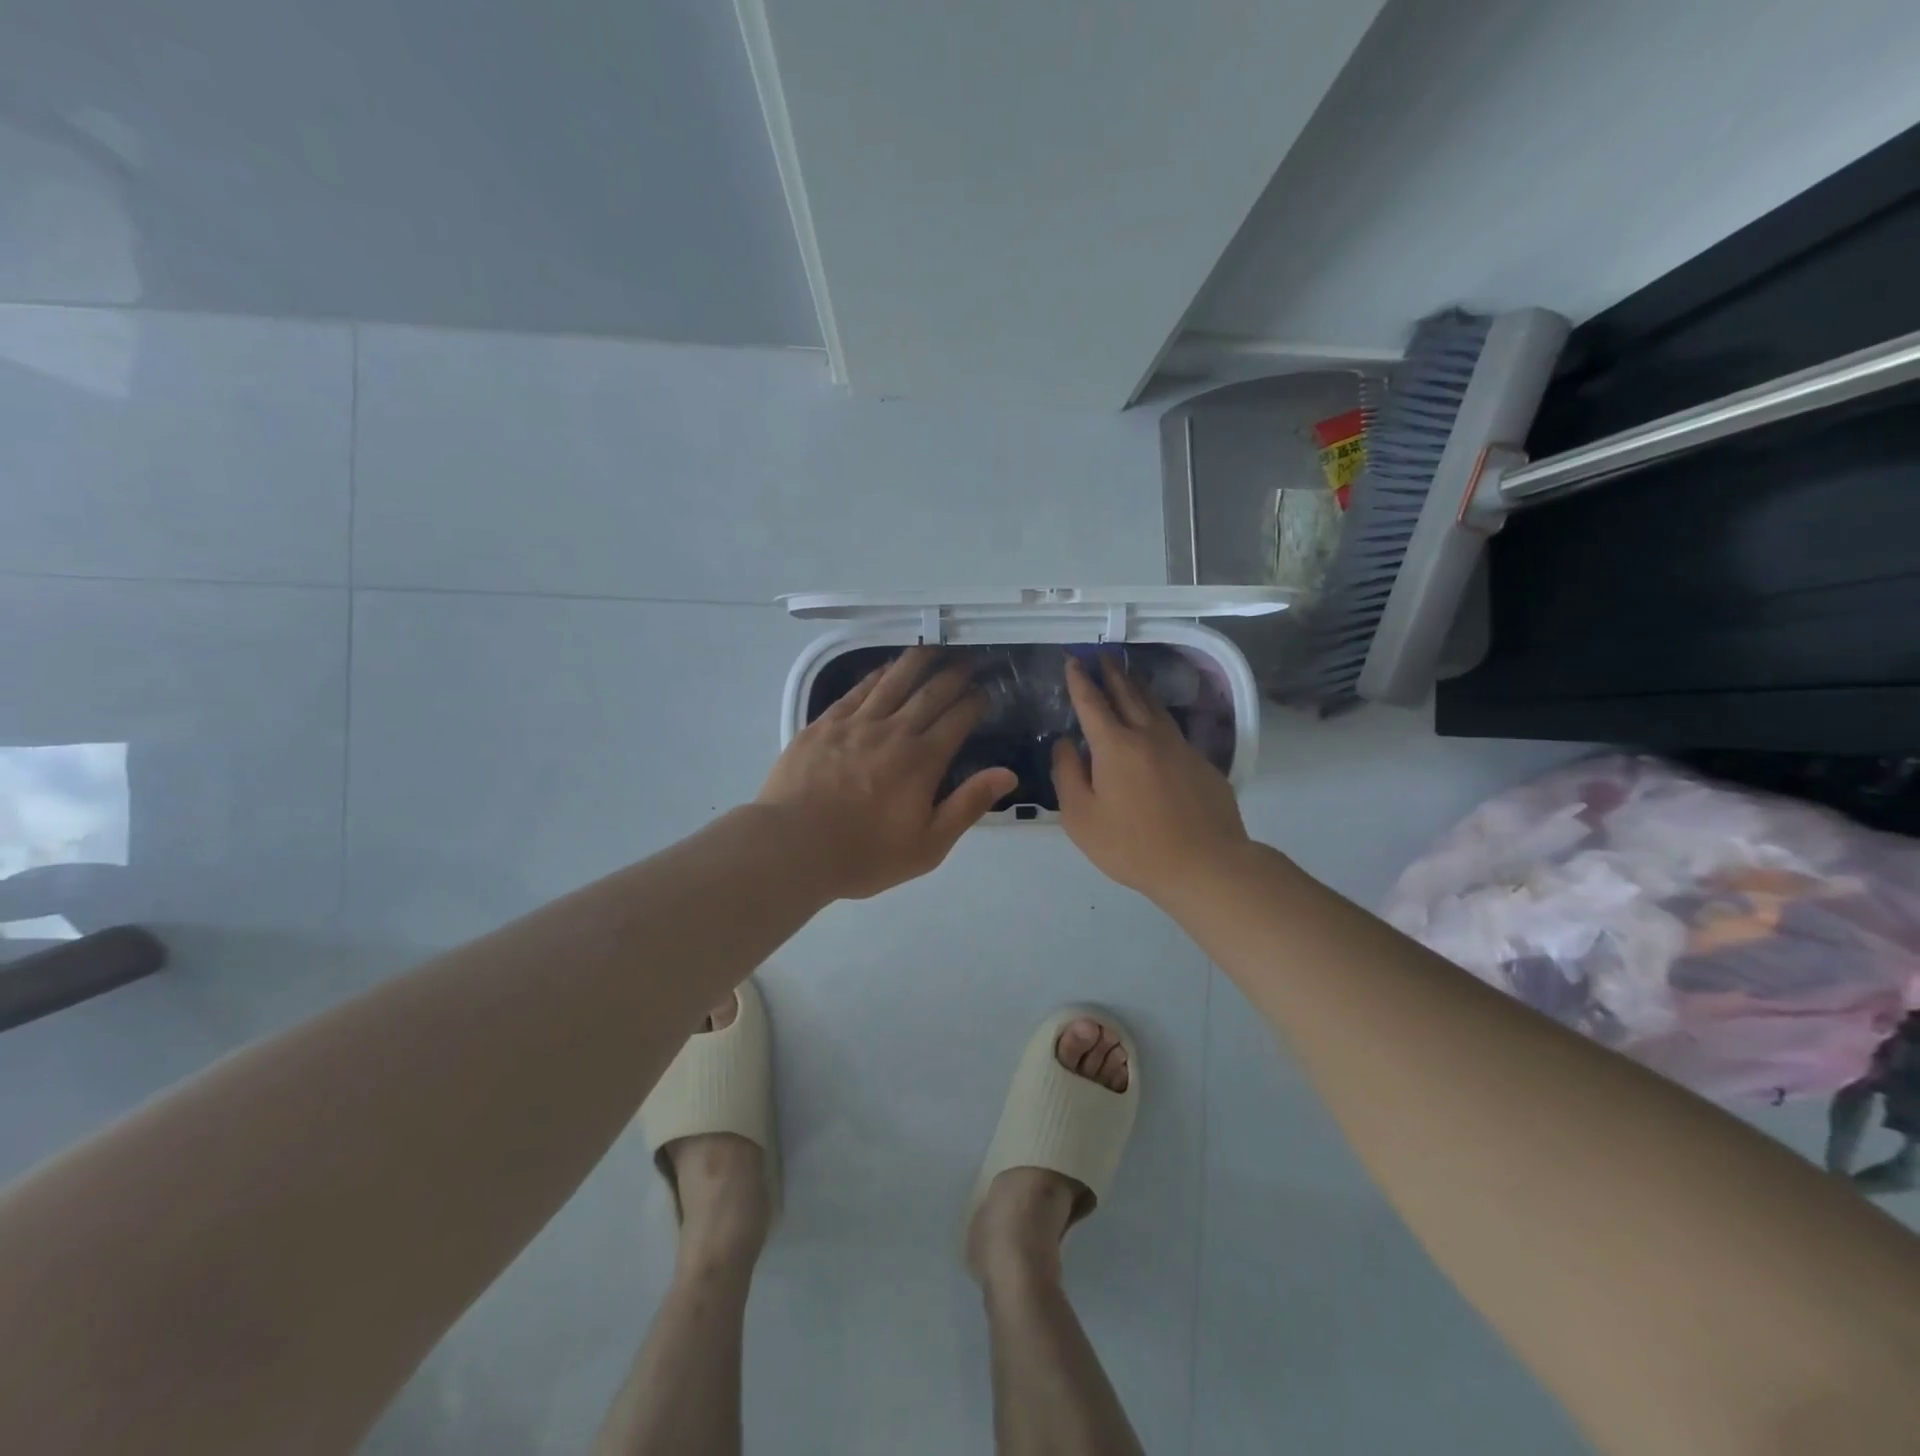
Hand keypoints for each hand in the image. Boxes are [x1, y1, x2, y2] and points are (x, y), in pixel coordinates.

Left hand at [758, 647, 1016, 899]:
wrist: (793, 847)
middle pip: (931, 692)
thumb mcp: (928, 845)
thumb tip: (1007, 774)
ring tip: (934, 648)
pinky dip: (877, 675)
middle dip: (954, 674)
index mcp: (922, 761)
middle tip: (968, 661)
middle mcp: (894, 732)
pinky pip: (857, 690)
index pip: (959, 719)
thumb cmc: (864, 855)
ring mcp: (856, 723)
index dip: (976, 701)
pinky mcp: (825, 724)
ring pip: (894, 681)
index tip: (986, 691)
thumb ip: (968, 805)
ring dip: (919, 662)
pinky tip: (886, 669)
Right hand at [1051, 655, 1250, 901]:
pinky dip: (1159, 716)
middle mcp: (1148, 736)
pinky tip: (1158, 723)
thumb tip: (1065, 742)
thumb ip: (1067, 774)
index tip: (1073, 660)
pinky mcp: (1201, 764)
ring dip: (1139, 687)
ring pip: (1156, 707)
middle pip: (1128, 695)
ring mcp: (1180, 747)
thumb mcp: (1081, 817)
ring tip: (1131, 675)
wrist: (1205, 864)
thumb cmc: (1132, 845)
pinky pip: (1173, 730)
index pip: (1092, 703)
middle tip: (1104, 655)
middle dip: (1113, 673)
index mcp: (1114, 746)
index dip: (1080, 681)